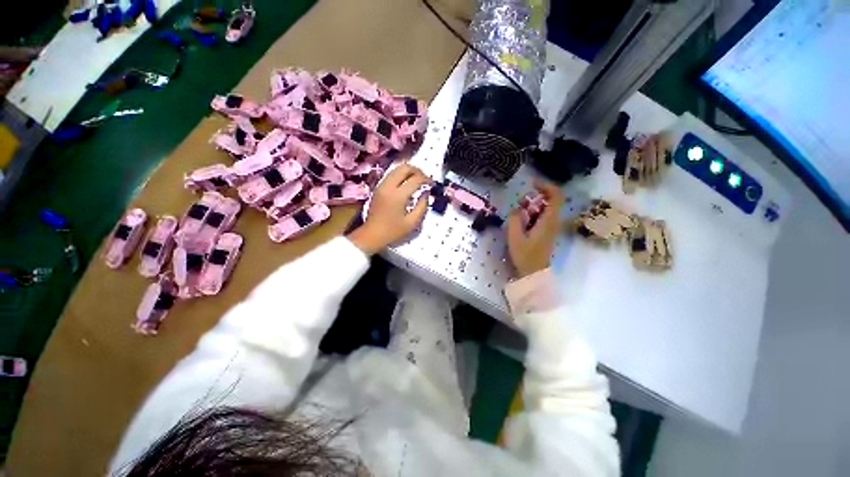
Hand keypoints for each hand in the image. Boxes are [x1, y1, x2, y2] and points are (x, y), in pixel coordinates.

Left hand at [348, 164, 430, 254]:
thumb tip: (426, 194)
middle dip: (417, 171)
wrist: (371, 235)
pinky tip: (407, 184)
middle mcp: (389, 186)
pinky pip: (391, 175)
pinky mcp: (378, 188)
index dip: (426, 179)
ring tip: (417, 180)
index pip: (415, 179)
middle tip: (425, 179)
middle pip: (404, 168)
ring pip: (397, 169)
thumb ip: (422, 207)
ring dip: (409, 171)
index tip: (432, 184)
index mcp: (398, 196)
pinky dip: (401, 175)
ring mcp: (382, 186)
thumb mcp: (412, 223)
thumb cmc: (393, 232)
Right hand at [507, 180, 563, 277]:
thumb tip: (517, 209)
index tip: (532, 183)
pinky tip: (521, 222)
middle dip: (535, 197)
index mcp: (549, 221)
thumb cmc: (525, 255)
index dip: (546, 186)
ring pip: (545, 208)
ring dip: (532, 206)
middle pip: (550, 200)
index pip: (556, 196)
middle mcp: (553, 221)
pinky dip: (532, 214)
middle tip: (520, 204)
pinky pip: (542, 216)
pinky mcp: (547, 231)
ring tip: (518, 214)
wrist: (534, 273)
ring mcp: (551, 226)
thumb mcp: (515, 237)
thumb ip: (515, 219)